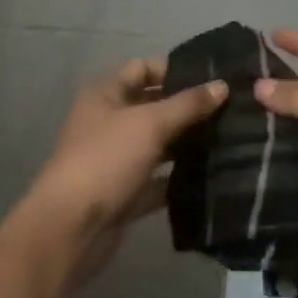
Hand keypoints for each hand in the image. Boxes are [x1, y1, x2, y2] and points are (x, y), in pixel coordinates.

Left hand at [22, 56, 226, 285]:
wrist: (70, 229)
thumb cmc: (106, 159)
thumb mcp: (150, 123)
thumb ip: (188, 104)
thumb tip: (222, 85)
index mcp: (105, 94)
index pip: (142, 68)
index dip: (174, 69)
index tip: (211, 78)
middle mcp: (107, 121)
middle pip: (151, 106)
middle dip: (185, 108)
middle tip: (228, 108)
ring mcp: (114, 159)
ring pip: (156, 144)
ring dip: (185, 143)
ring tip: (227, 138)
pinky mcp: (122, 193)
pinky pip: (155, 179)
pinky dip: (176, 177)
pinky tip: (210, 175)